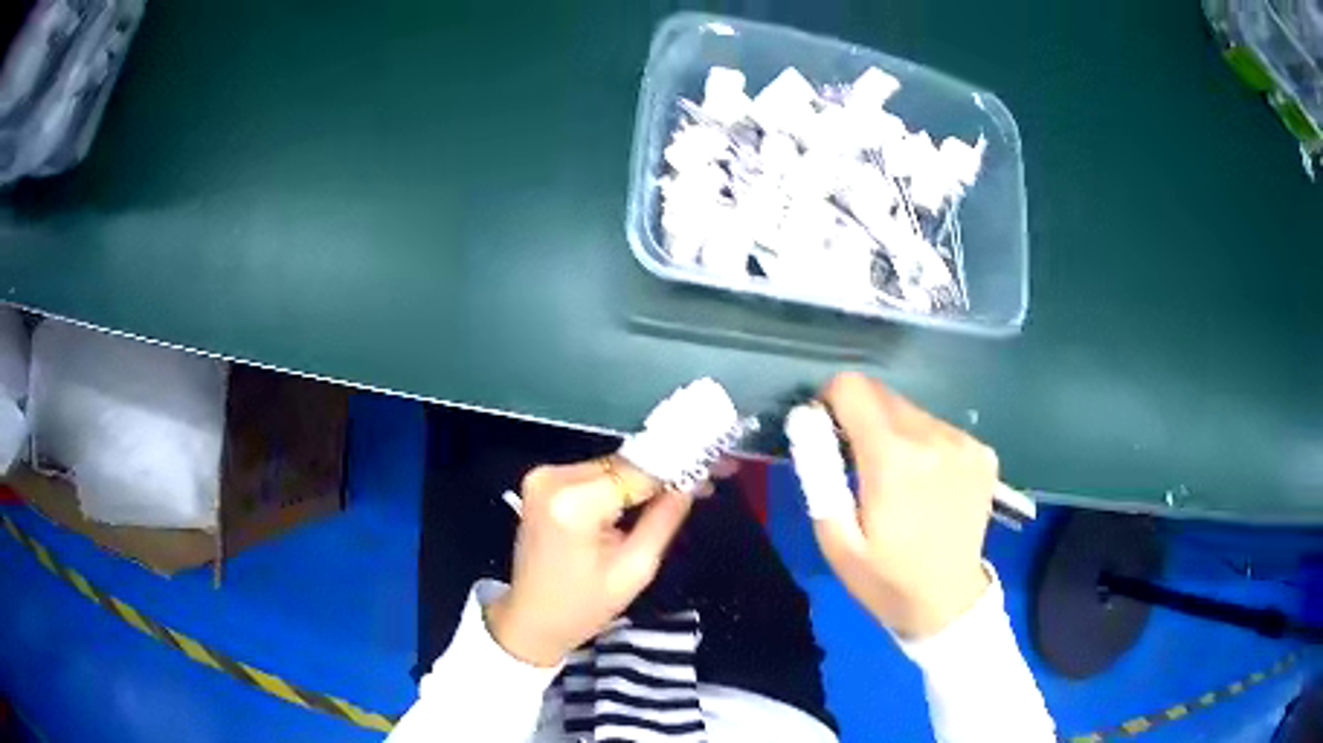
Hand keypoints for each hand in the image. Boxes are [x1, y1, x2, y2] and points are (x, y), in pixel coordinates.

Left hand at [486, 458, 693, 666]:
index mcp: (575, 503)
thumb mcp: (635, 569)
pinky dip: (618, 484)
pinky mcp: (541, 480)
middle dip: (662, 472)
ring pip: (611, 466)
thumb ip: (664, 519)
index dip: (678, 468)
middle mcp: (553, 478)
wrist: (531, 618)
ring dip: (641, 478)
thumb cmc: (584, 606)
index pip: (639, 472)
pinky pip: (594, 474)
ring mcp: (543, 476)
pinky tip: (643, 496)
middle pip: (624, 465)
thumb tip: (692, 480)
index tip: (713, 465)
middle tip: (703, 479)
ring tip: (678, 489)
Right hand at [812, 372, 996, 637]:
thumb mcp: (835, 539)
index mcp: (894, 459)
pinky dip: (924, 445)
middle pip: (882, 395)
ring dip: (894, 432)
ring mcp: (964, 443)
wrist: (948, 602)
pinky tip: (928, 485)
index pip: (853, 388)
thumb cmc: (885, 579)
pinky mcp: (983, 452)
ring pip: (912, 411)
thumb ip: (818, 472)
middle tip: (859, 465)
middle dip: (862, 419)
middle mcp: (934, 437)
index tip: (828, 431)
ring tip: (897, 480)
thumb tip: (807, 419)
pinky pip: (939, 428)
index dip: (831, 401)